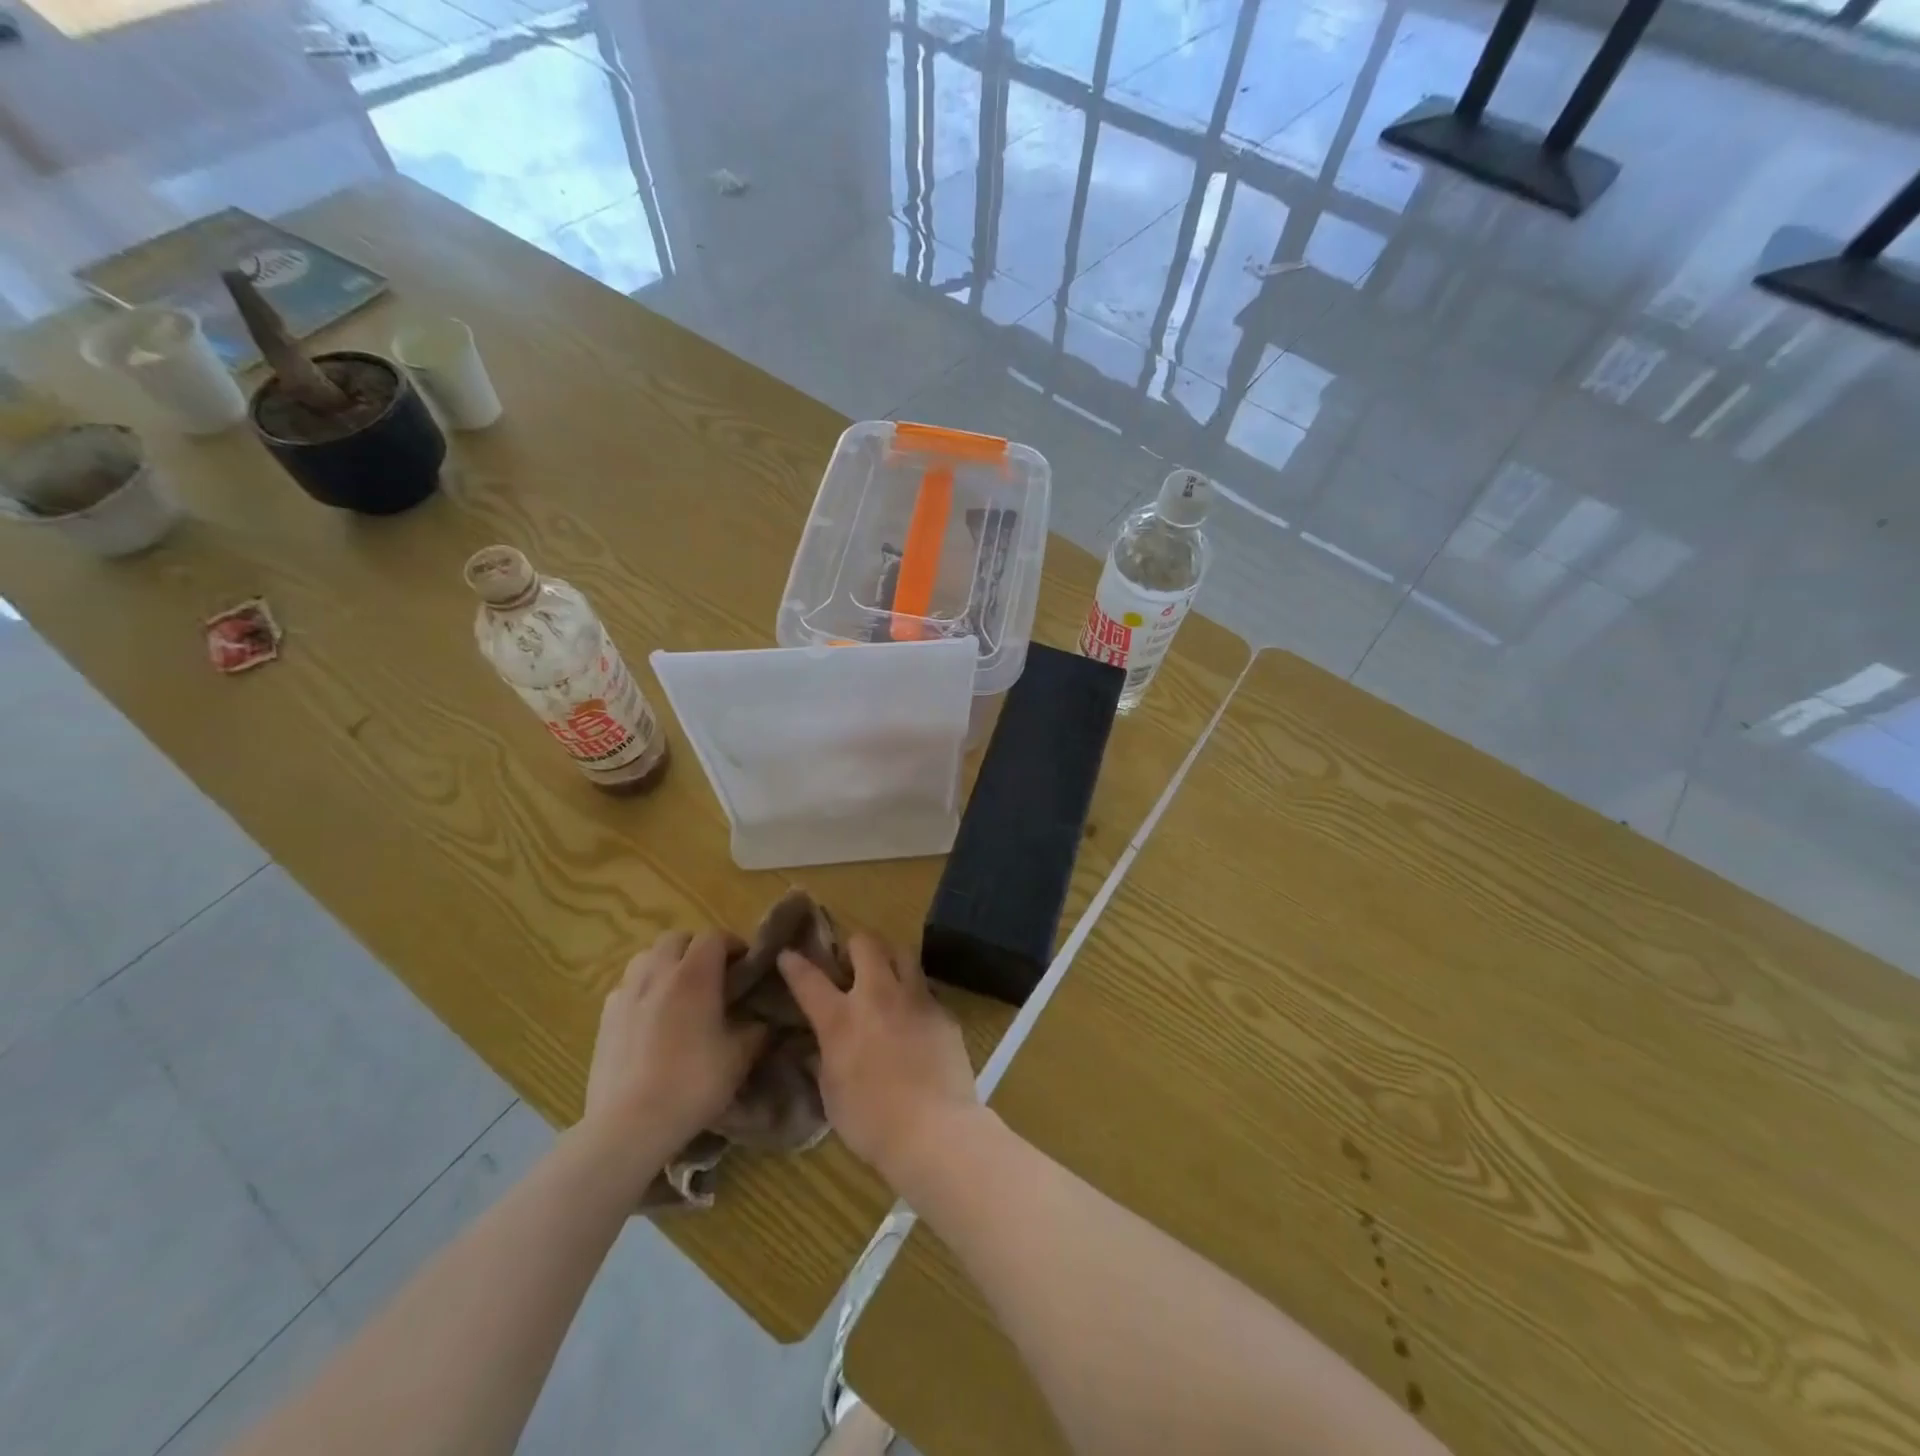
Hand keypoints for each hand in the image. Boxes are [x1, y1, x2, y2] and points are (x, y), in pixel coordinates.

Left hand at [586, 931, 765, 1151]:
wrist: (629, 1125)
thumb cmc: (692, 1084)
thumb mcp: (740, 1057)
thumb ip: (756, 1030)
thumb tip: (762, 1020)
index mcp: (695, 975)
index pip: (715, 937)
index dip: (733, 946)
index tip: (745, 968)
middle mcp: (658, 973)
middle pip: (677, 939)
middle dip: (697, 949)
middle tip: (713, 977)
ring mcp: (626, 993)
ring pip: (648, 957)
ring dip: (667, 964)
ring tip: (679, 992)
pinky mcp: (604, 1017)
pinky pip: (628, 986)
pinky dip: (644, 989)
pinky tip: (651, 1018)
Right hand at [777, 934, 979, 1184]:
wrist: (934, 1130)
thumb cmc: (871, 1122)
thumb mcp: (832, 1095)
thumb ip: (823, 1061)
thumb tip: (816, 1048)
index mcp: (841, 1019)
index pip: (809, 978)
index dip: (794, 963)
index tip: (788, 954)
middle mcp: (878, 996)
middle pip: (865, 943)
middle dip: (855, 946)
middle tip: (852, 963)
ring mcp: (915, 998)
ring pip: (902, 953)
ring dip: (890, 959)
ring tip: (888, 978)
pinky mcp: (943, 1011)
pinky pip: (926, 989)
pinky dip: (915, 995)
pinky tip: (915, 1018)